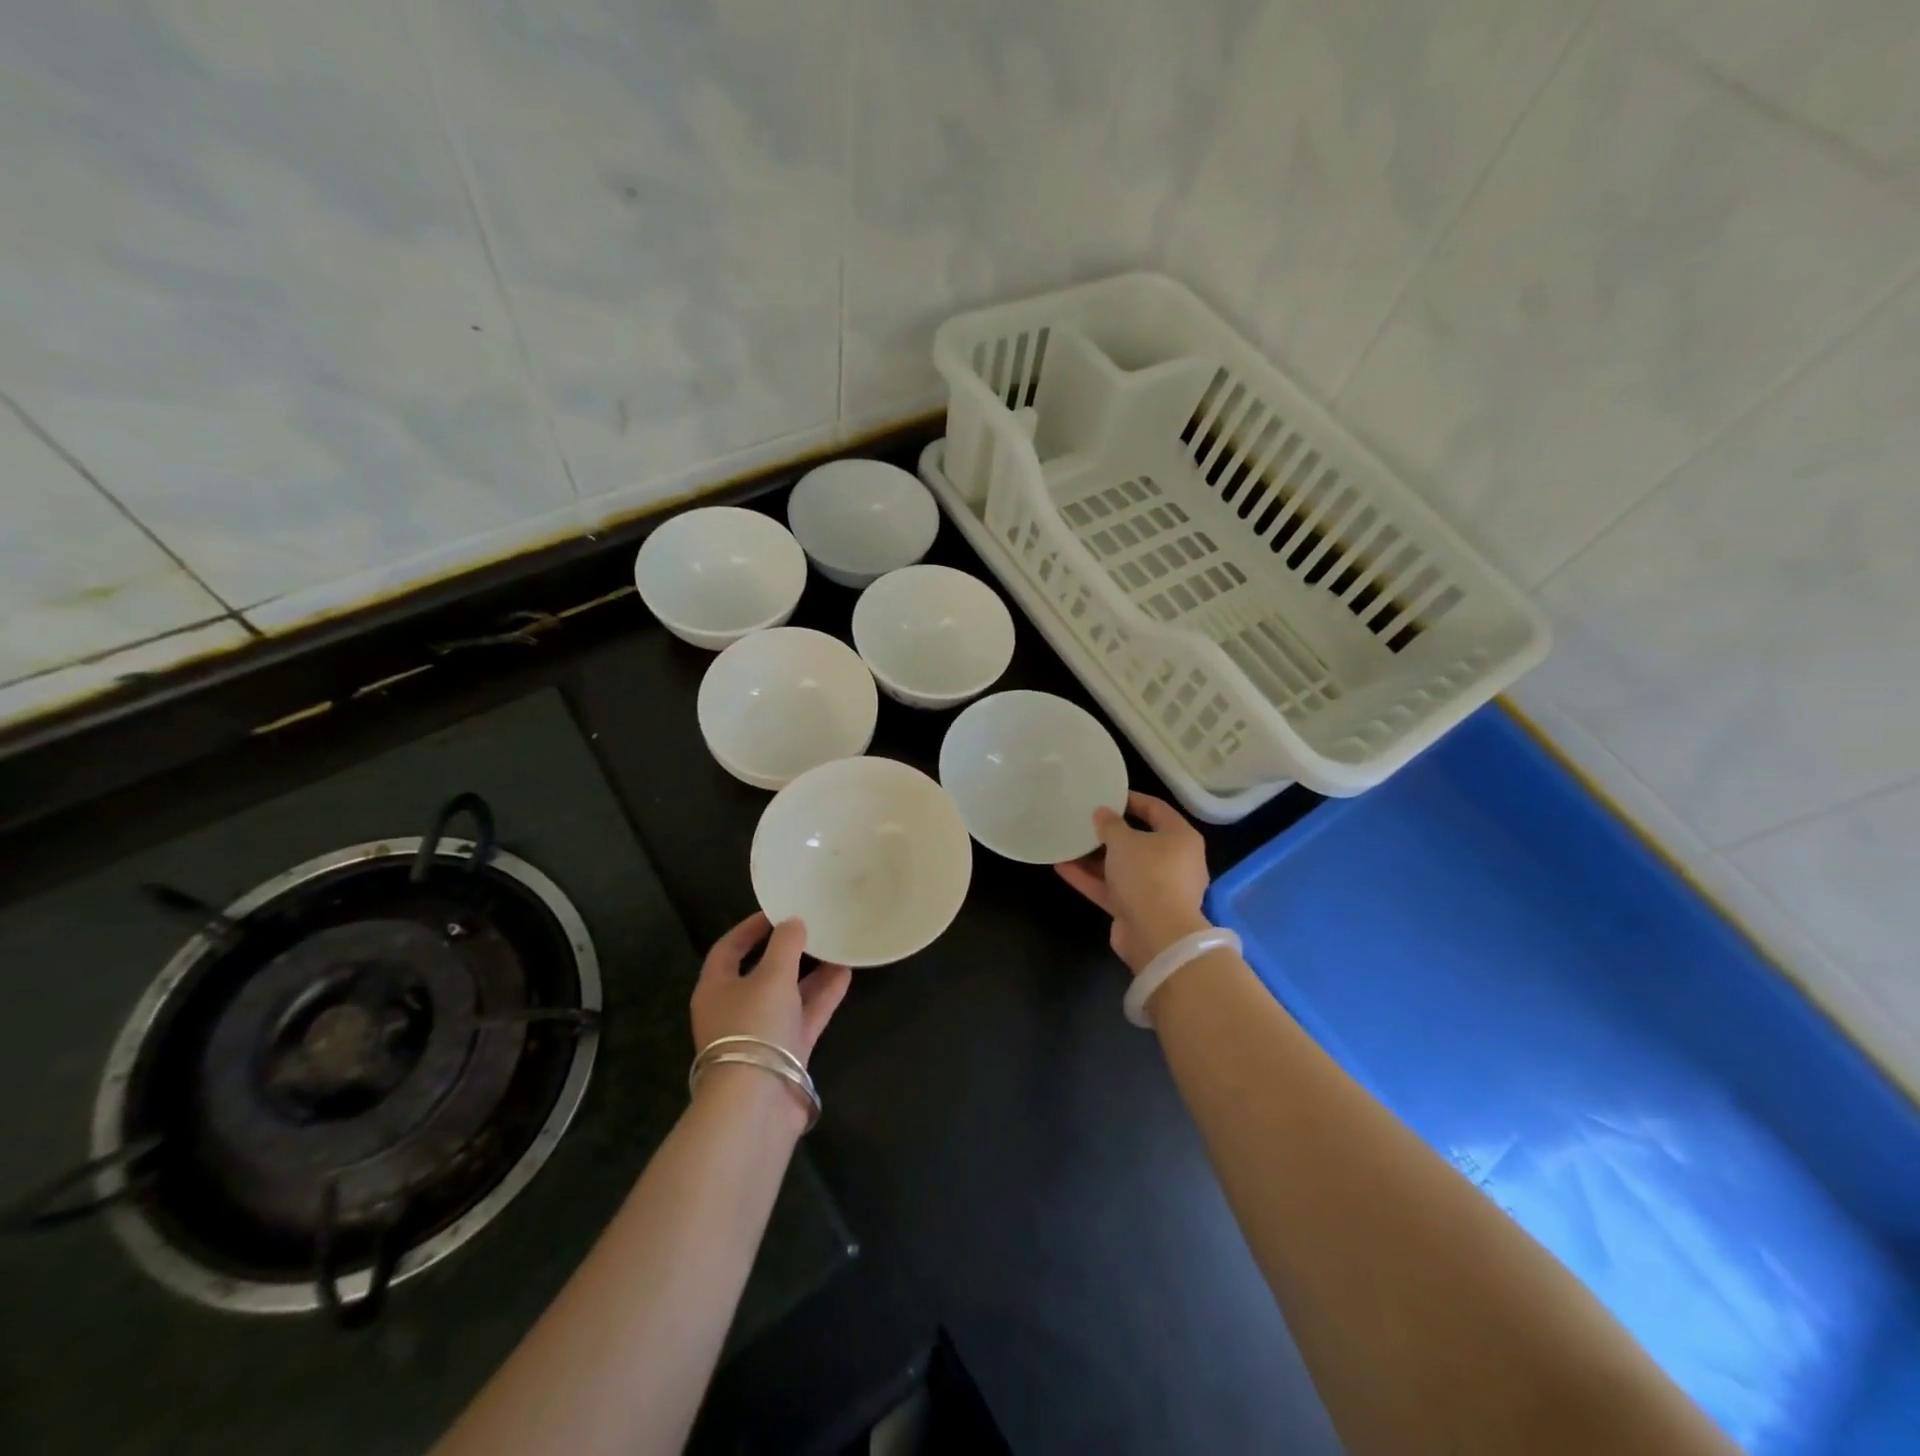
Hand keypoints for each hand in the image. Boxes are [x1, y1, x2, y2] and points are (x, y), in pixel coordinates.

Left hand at [691, 912, 851, 1064]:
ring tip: (837, 947)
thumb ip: (785, 945)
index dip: (749, 928)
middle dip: (788, 951)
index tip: (776, 911)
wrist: (757, 1102)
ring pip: (788, 994)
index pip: (728, 948)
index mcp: (716, 988)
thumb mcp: (771, 976)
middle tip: (813, 928)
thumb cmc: (754, 1027)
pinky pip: (805, 1015)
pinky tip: (846, 974)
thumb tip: (793, 922)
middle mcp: (735, 1009)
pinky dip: (823, 996)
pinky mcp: (786, 1052)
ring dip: (811, 973)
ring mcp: (761, 1033)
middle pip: (762, 972)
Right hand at [1055, 791, 1211, 974]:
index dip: (1132, 800)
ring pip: (1122, 867)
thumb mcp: (1124, 841)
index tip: (1107, 795)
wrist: (1157, 936)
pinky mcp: (1138, 910)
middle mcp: (1173, 862)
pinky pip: (1112, 889)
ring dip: (1095, 858)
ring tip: (1068, 843)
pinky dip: (1090, 879)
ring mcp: (1156, 889)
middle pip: (1139, 841)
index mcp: (1180, 839)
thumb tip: (1102, 813)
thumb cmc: (1147, 875)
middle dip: (1110, 833)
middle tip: (1085, 820)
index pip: (1157, 810)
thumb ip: (1110, 824)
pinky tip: (1061, 867)